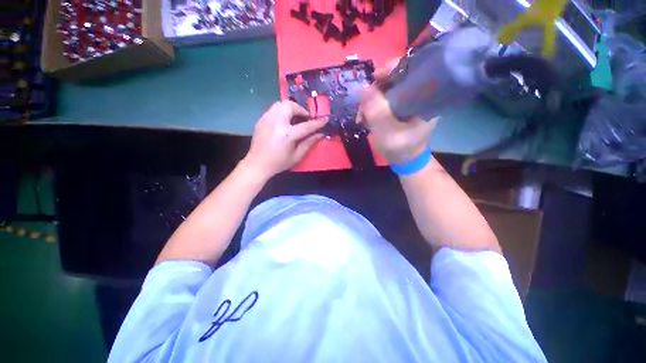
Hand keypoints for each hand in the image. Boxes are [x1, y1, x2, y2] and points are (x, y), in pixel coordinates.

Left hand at [243, 100, 326, 177]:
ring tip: (294, 118)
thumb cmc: (279, 163)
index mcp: (287, 135)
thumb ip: (309, 143)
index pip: (306, 125)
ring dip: (290, 108)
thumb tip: (320, 134)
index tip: (325, 119)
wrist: (257, 164)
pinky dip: (281, 112)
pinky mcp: (261, 119)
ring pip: (280, 104)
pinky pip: (273, 109)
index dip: (317, 122)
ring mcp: (267, 119)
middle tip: (304, 118)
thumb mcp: (297, 156)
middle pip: (290, 105)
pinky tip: (284, 122)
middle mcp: (276, 123)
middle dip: (300, 109)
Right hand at [358, 62, 437, 164]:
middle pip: (396, 79)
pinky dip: (371, 106)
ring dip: (370, 100)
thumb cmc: (401, 149)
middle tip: (363, 103)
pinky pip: (382, 100)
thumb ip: (377, 113)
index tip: (376, 77)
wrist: (404, 161)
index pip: (412, 71)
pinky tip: (364, 116)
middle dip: (376, 89)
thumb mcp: (388, 133)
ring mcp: (407, 102)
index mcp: (425, 99)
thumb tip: (364, 89)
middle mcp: (418, 95)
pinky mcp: (398, 108)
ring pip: (386, 90)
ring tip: (362, 115)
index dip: (393, 69)